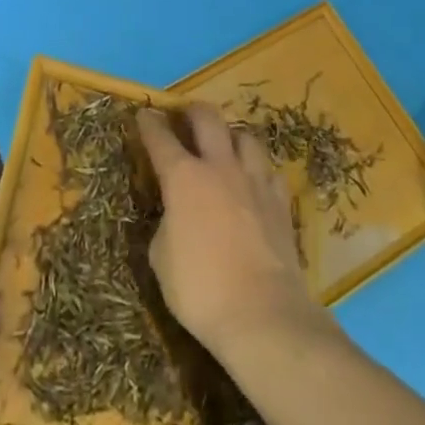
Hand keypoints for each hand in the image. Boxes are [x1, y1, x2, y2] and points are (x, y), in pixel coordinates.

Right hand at [139, 105, 320, 357]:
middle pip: (208, 118)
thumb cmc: (201, 289)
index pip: (161, 138)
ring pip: (245, 137)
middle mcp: (219, 167)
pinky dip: (258, 170)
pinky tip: (254, 181)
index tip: (144, 114)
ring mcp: (254, 181)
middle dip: (193, 112)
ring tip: (225, 146)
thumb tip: (175, 217)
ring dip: (230, 136)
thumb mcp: (161, 260)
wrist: (264, 313)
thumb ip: (166, 225)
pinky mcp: (281, 202)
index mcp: (183, 177)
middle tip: (186, 117)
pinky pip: (269, 171)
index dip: (150, 124)